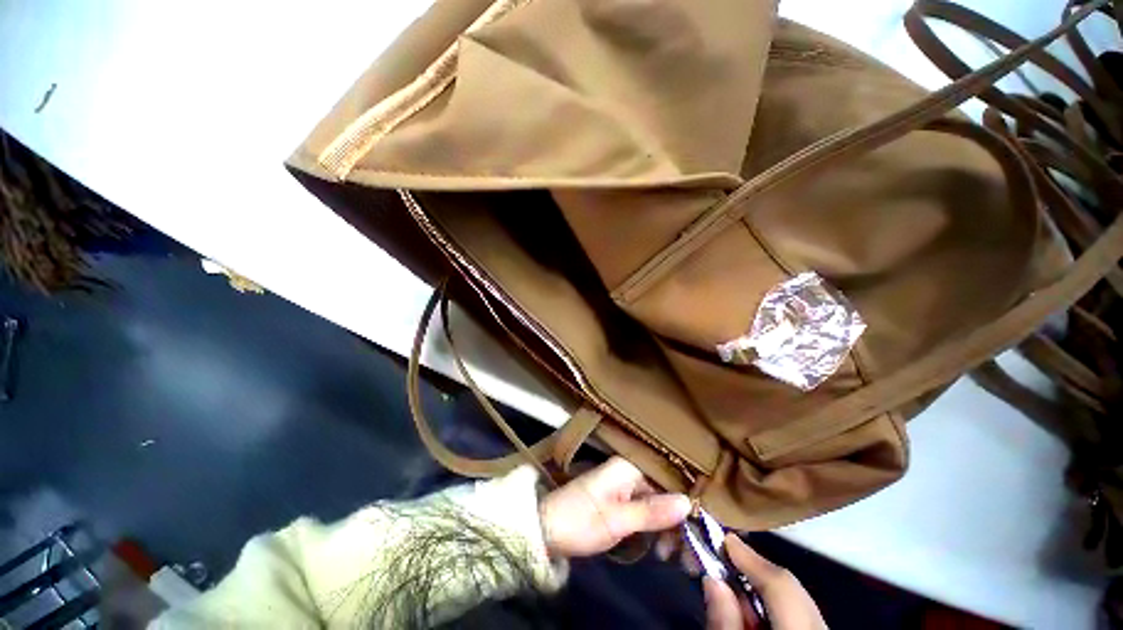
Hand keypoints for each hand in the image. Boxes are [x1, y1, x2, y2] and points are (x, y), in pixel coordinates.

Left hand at [538, 456, 691, 557]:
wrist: (537, 535)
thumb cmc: (576, 523)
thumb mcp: (616, 521)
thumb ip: (653, 512)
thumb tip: (689, 503)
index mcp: (630, 468)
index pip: (673, 481)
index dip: (690, 504)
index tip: (701, 530)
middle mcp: (630, 475)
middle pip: (668, 496)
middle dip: (680, 525)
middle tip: (688, 555)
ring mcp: (624, 491)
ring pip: (660, 508)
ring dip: (670, 532)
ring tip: (673, 558)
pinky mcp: (618, 508)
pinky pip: (647, 516)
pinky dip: (656, 533)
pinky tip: (661, 550)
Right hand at [705, 534, 826, 629]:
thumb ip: (726, 620)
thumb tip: (713, 580)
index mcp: (801, 625)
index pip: (780, 582)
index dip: (752, 560)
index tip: (725, 539)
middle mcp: (822, 621)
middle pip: (792, 586)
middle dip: (759, 572)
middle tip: (725, 559)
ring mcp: (824, 624)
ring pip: (798, 597)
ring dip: (767, 589)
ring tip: (736, 586)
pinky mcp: (818, 628)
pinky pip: (801, 610)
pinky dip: (778, 605)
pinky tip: (756, 610)